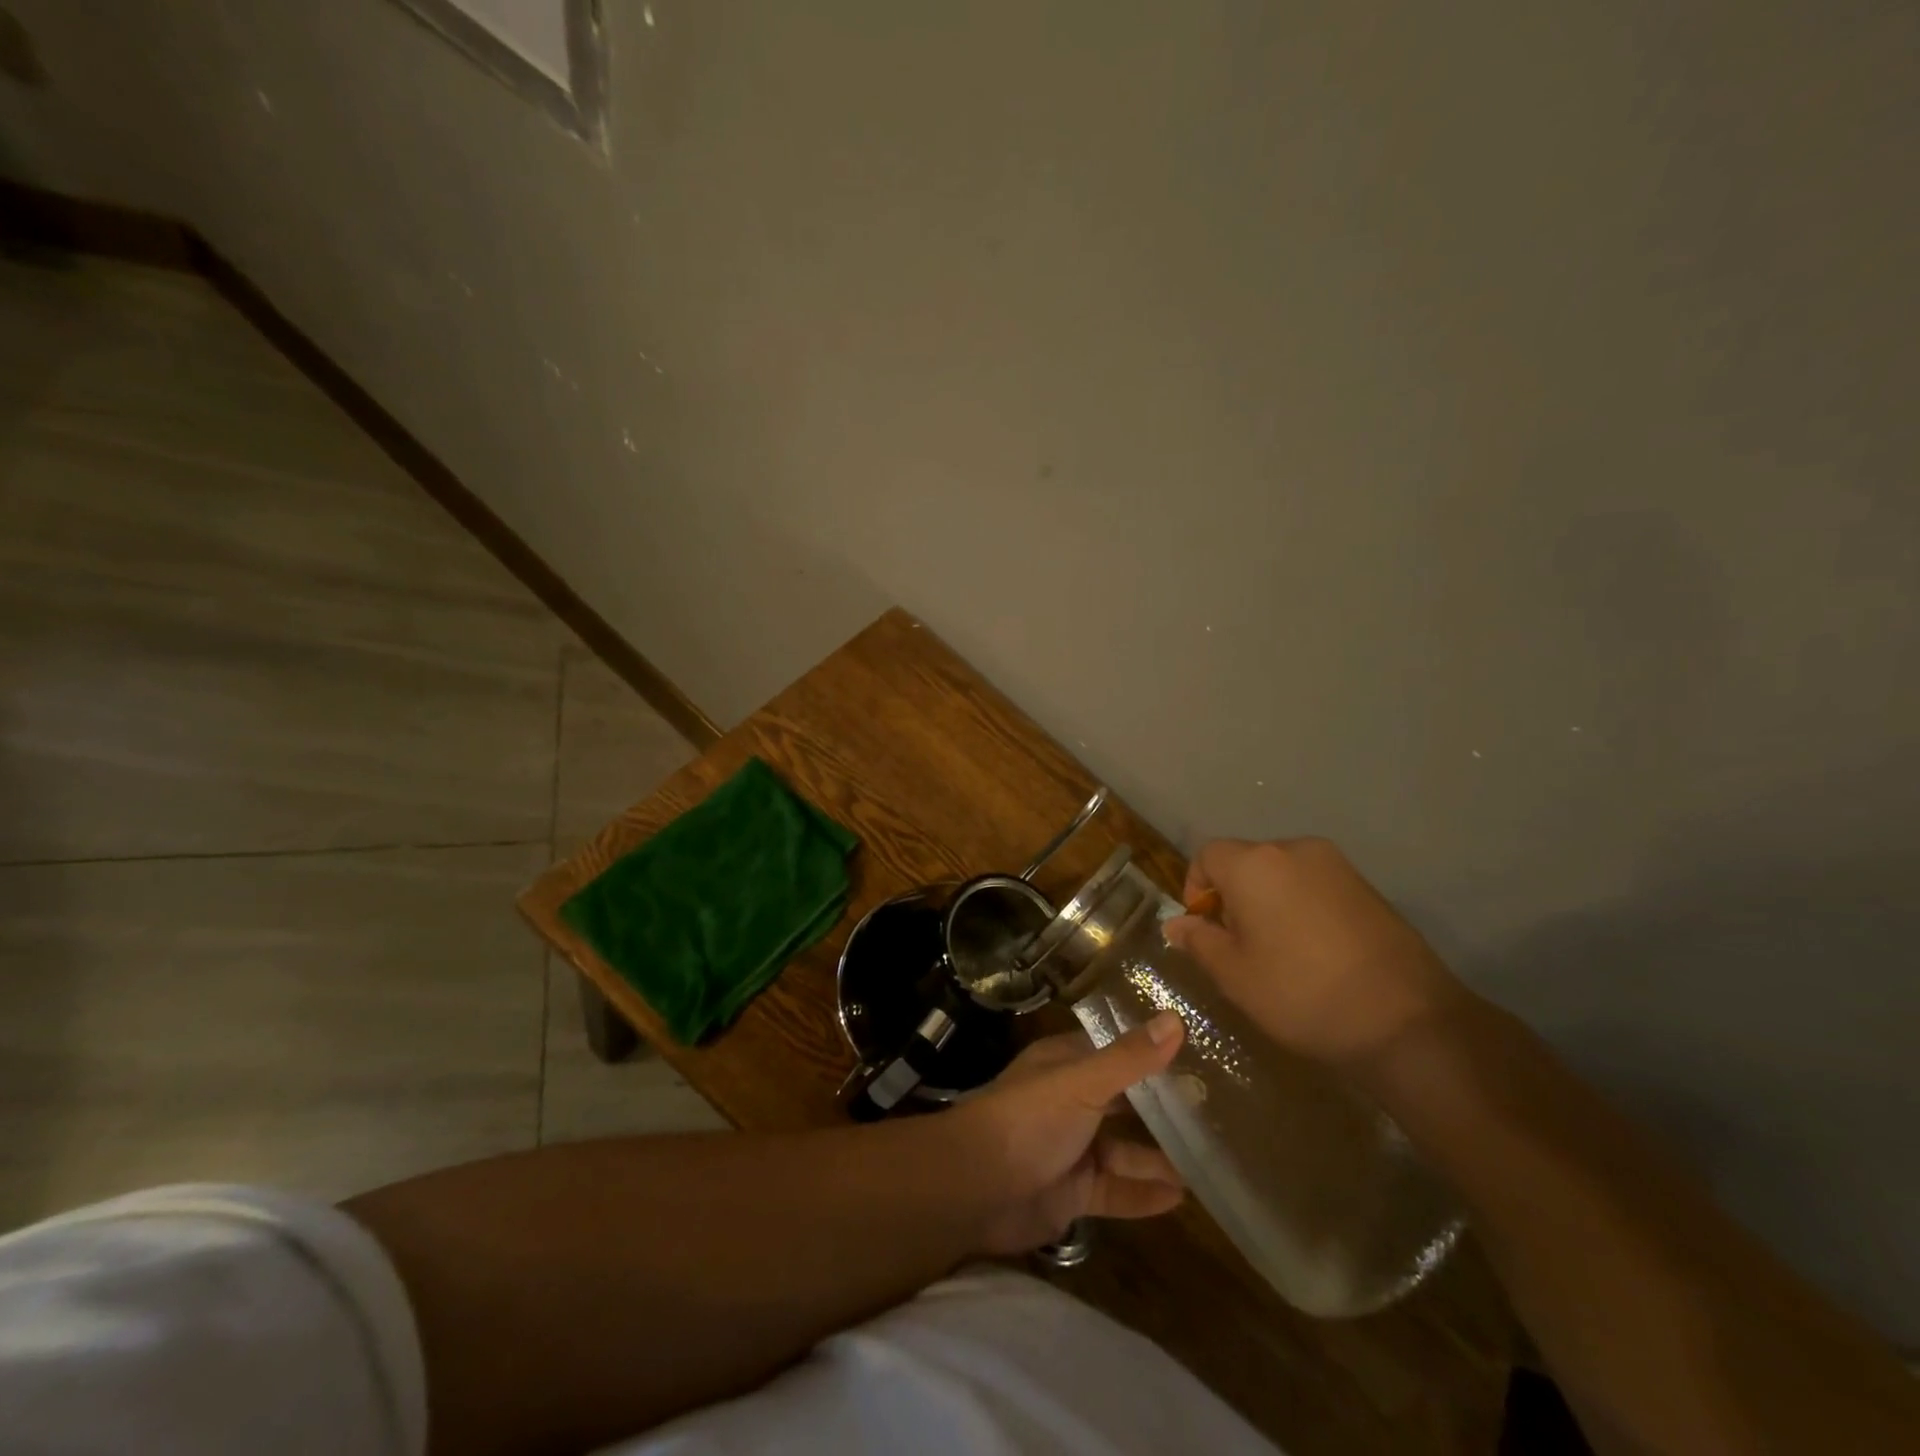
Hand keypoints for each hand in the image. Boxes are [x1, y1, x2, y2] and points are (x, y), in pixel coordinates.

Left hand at [949, 1013, 1185, 1255]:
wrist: (976, 1188)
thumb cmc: (1028, 1120)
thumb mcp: (1082, 1082)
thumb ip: (1130, 1058)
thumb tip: (1176, 1019)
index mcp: (1067, 1065)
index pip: (1115, 1051)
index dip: (1152, 1051)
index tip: (1200, 1051)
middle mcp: (1071, 1101)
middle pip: (1124, 1102)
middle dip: (1163, 1108)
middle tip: (1219, 1111)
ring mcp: (1072, 1148)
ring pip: (1124, 1150)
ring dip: (1159, 1156)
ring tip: (1209, 1160)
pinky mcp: (1073, 1192)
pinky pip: (1116, 1191)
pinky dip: (1144, 1194)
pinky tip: (1181, 1199)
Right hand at [1162, 838, 1467, 1066]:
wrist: (1406, 1020)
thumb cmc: (1301, 993)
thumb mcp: (1234, 975)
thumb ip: (1199, 941)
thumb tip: (1177, 924)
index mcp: (1253, 864)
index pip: (1206, 855)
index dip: (1196, 889)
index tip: (1206, 930)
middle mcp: (1293, 850)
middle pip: (1245, 860)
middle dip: (1233, 895)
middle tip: (1240, 945)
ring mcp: (1336, 865)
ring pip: (1282, 873)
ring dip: (1269, 900)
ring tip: (1279, 950)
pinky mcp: (1367, 886)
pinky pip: (1315, 885)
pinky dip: (1302, 906)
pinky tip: (1316, 950)